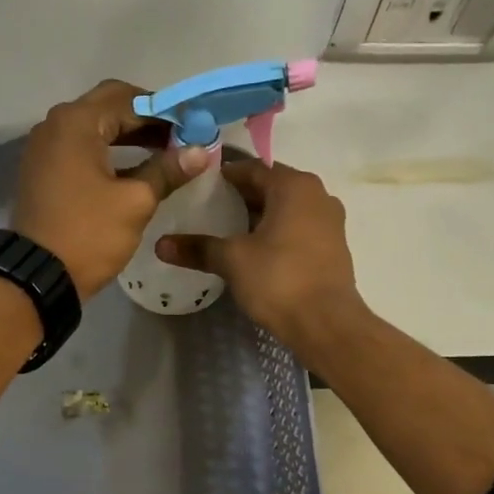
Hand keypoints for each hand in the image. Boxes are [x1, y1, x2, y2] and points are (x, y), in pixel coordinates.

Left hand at [13, 79, 211, 296]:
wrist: (38, 276)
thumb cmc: (89, 234)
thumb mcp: (135, 202)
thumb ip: (167, 170)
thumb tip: (201, 150)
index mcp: (77, 122)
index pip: (130, 98)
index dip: (166, 111)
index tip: (194, 128)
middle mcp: (55, 124)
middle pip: (108, 106)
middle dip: (146, 119)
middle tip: (180, 138)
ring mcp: (44, 147)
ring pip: (93, 127)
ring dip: (127, 134)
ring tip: (164, 153)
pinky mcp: (42, 169)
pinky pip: (79, 147)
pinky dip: (106, 151)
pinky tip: (133, 168)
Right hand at [156, 160, 366, 348]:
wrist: (326, 324)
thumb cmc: (279, 280)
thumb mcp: (232, 260)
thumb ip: (198, 248)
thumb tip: (160, 245)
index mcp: (295, 186)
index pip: (252, 169)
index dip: (223, 176)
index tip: (198, 187)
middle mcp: (317, 195)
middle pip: (270, 186)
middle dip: (240, 197)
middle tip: (207, 209)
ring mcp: (330, 221)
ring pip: (285, 208)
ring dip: (258, 216)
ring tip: (226, 230)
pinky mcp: (333, 247)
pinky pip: (298, 227)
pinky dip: (275, 232)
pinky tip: (253, 251)